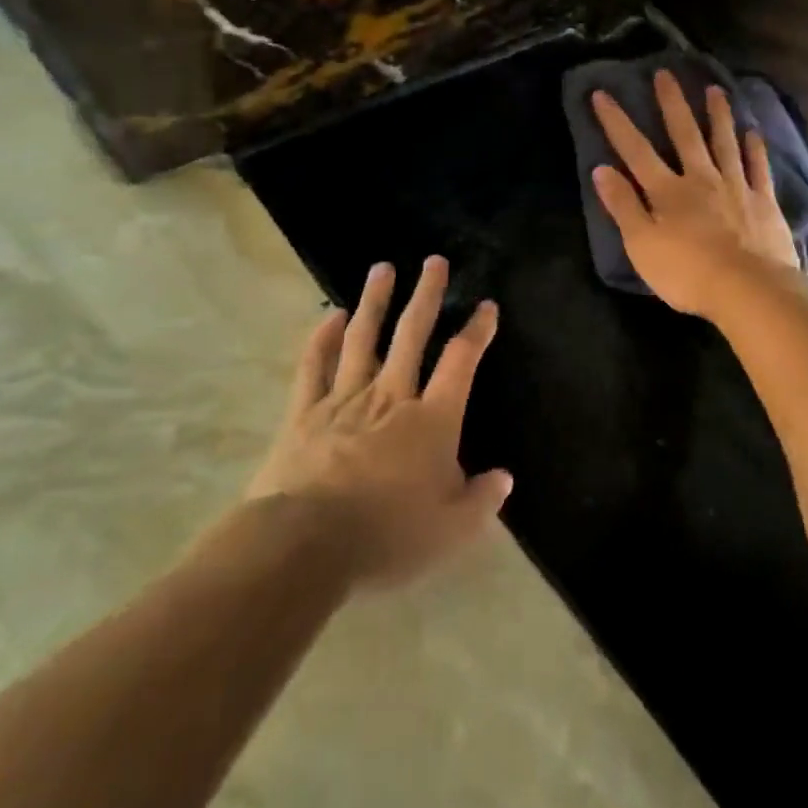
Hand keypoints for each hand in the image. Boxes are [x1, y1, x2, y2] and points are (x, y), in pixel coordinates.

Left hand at [249, 257, 511, 588]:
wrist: (304, 546)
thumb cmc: (386, 536)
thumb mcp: (450, 531)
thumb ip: (481, 501)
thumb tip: (503, 478)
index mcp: (431, 419)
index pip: (460, 361)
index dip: (477, 330)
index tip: (486, 305)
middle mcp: (390, 396)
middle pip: (412, 334)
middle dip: (427, 295)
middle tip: (434, 261)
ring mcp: (344, 399)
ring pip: (363, 337)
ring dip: (375, 301)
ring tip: (382, 268)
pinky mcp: (304, 413)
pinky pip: (314, 366)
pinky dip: (322, 338)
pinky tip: (330, 315)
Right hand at [591, 72, 800, 317]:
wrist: (749, 290)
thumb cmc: (688, 273)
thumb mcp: (641, 245)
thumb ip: (623, 206)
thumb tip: (601, 169)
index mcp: (667, 191)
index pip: (635, 151)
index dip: (616, 122)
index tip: (602, 94)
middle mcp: (701, 179)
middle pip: (684, 134)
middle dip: (672, 103)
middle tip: (666, 72)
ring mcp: (736, 187)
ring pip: (725, 143)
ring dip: (718, 115)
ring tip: (715, 89)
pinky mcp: (763, 202)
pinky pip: (758, 168)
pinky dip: (755, 149)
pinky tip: (753, 132)